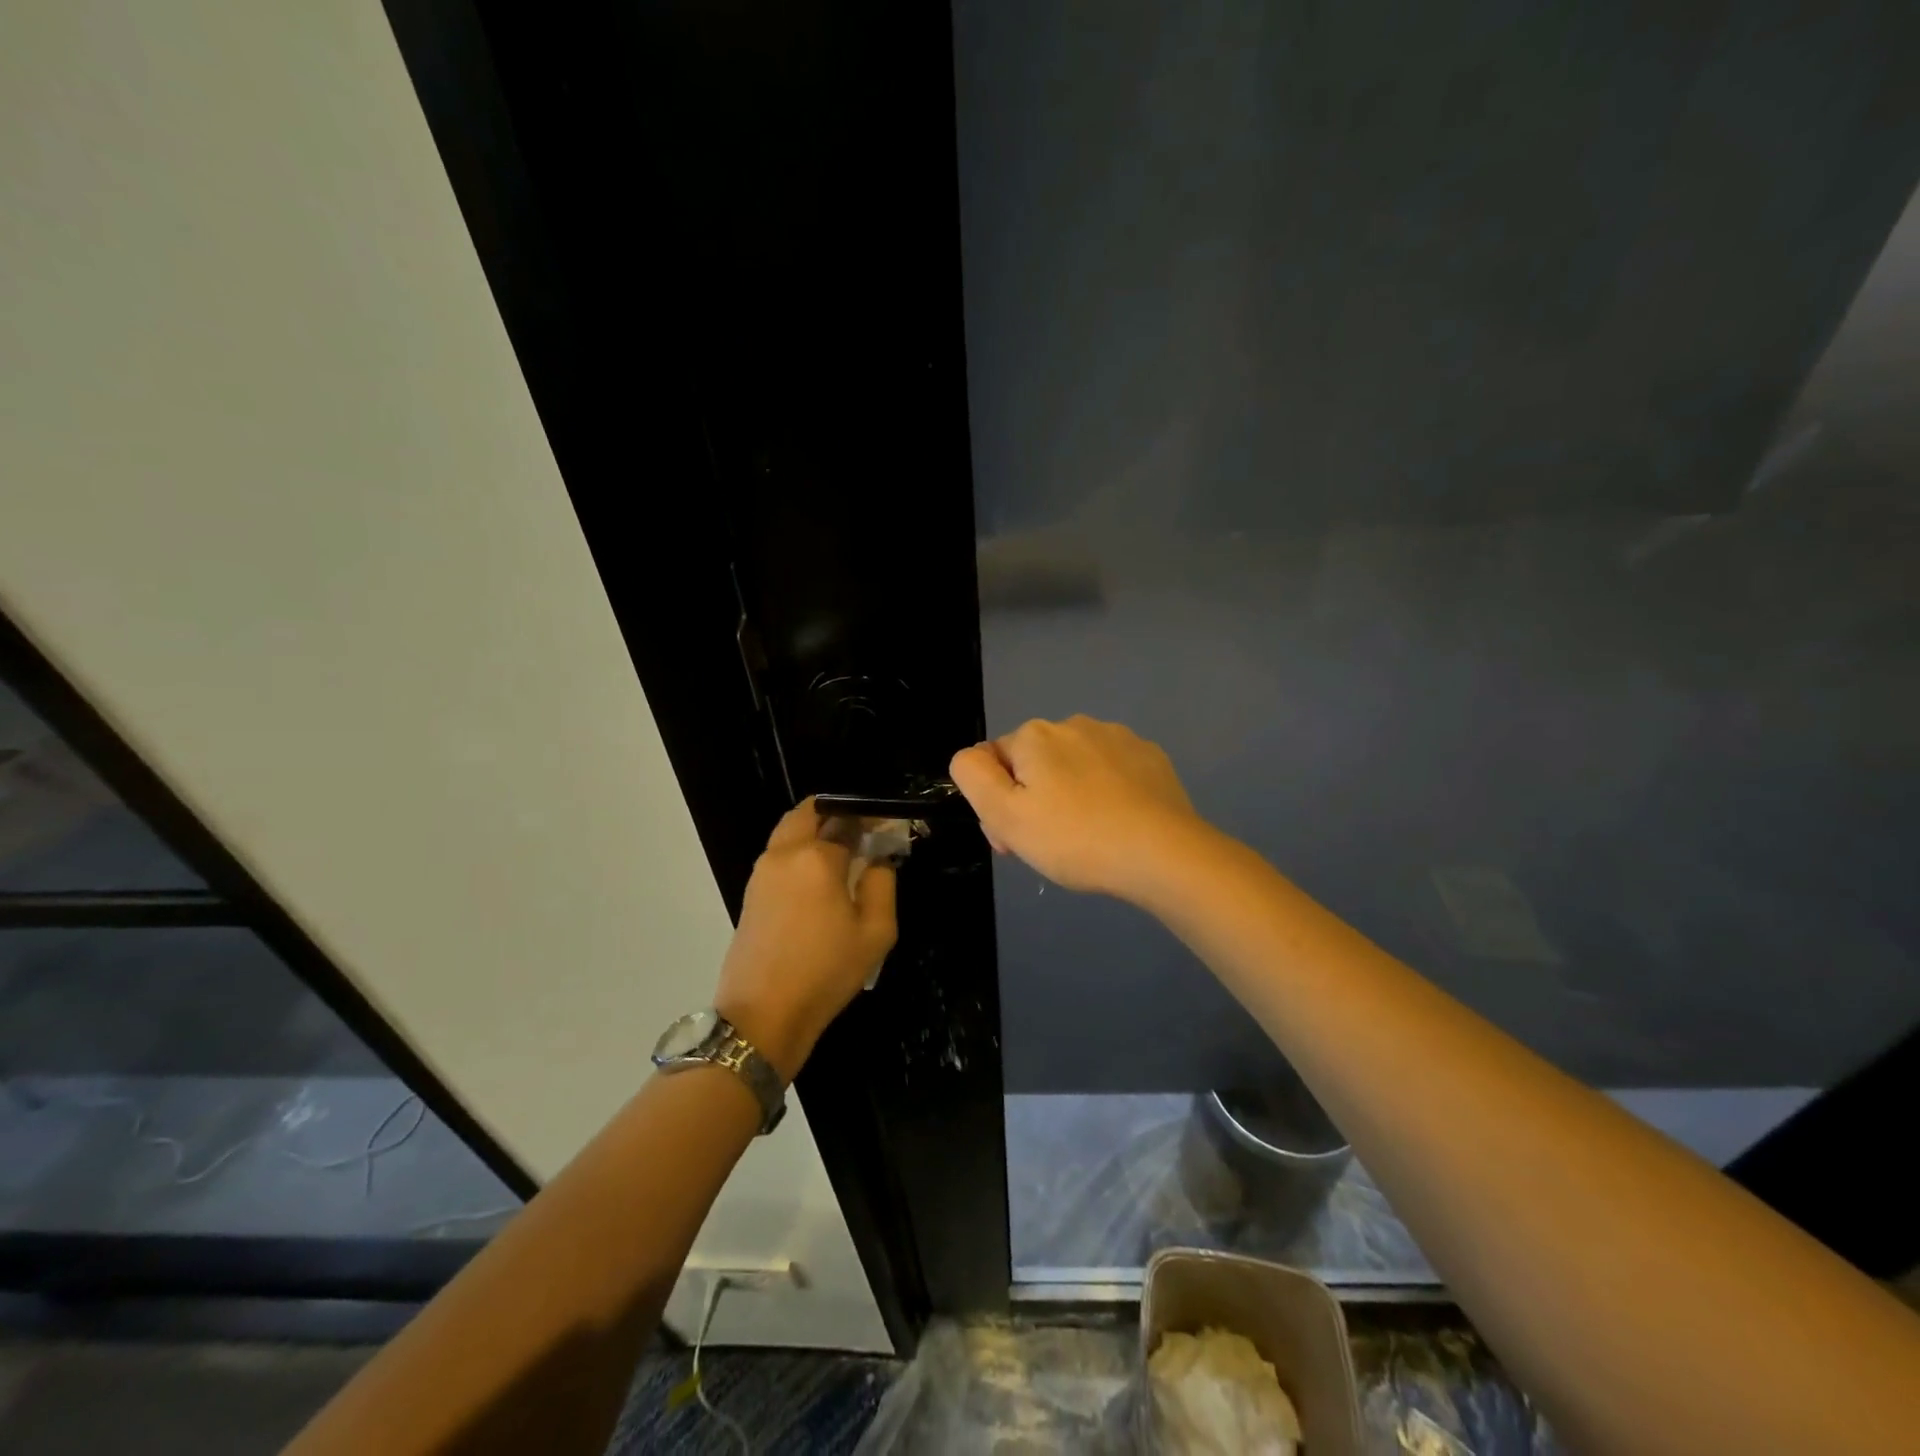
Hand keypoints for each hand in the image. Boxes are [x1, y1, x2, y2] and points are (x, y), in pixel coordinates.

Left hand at [713, 799, 896, 1082]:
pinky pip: (779, 857)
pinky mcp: (751, 893)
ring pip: (790, 833)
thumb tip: (878, 859)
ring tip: (844, 857)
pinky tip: (821, 882)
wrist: (763, 1015)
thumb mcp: (875, 932)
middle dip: (836, 815)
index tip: (887, 828)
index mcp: (816, 857)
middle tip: (862, 834)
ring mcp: (761, 872)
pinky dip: (800, 853)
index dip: (870, 818)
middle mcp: (784, 854)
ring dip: (815, 833)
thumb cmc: (825, 972)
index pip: (847, 820)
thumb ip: (882, 884)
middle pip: (808, 814)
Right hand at [949, 716, 1208, 900]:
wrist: (1162, 854)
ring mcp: (1117, 737)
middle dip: (1033, 800)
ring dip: (1069, 795)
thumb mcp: (1005, 815)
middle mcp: (1073, 724)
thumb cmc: (1075, 838)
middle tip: (1050, 846)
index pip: (995, 764)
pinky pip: (1111, 772)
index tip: (1015, 841)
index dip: (998, 804)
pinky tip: (1118, 824)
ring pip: (1073, 767)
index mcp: (1034, 735)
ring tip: (1087, 838)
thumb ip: (973, 776)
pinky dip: (1106, 794)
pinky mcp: (1150, 756)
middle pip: (1035, 764)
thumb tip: (971, 756)